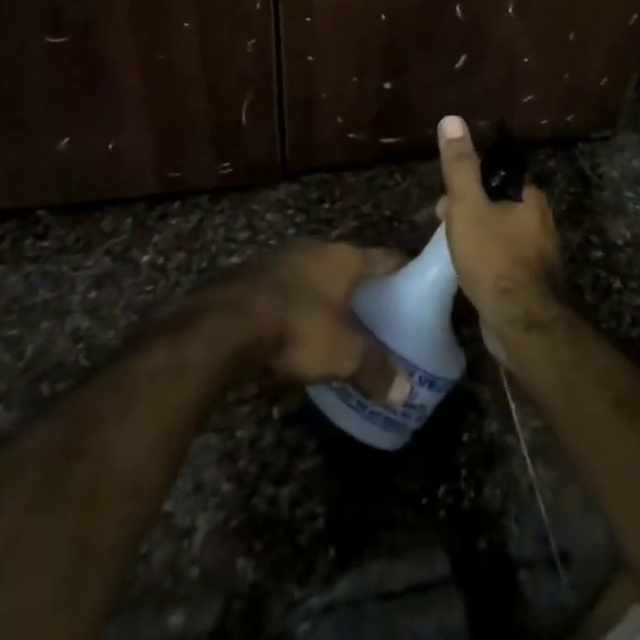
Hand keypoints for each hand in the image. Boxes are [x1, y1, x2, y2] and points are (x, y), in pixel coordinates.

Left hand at [202, 241, 410, 402]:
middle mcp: (315, 248)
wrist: (223, 325)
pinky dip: (297, 302)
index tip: (416, 286)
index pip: (385, 257)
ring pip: (314, 273)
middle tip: (379, 311)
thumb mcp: (343, 355)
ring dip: (325, 293)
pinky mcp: (252, 275)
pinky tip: (296, 327)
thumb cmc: (297, 329)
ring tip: (338, 322)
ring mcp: (280, 258)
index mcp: (344, 257)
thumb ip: (375, 369)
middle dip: (362, 285)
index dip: (402, 270)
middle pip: (348, 263)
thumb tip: (404, 392)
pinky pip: (287, 287)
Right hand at [434, 115, 560, 358]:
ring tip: (450, 251)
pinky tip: (469, 274)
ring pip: (499, 232)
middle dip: (468, 211)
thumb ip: (460, 165)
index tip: (445, 199)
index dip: (468, 183)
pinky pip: (503, 259)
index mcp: (530, 197)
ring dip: (474, 236)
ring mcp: (538, 253)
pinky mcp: (531, 281)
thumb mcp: (468, 206)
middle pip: (496, 204)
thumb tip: (451, 118)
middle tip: (442, 226)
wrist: (521, 324)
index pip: (496, 176)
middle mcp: (540, 220)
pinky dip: (485, 260)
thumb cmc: (493, 258)